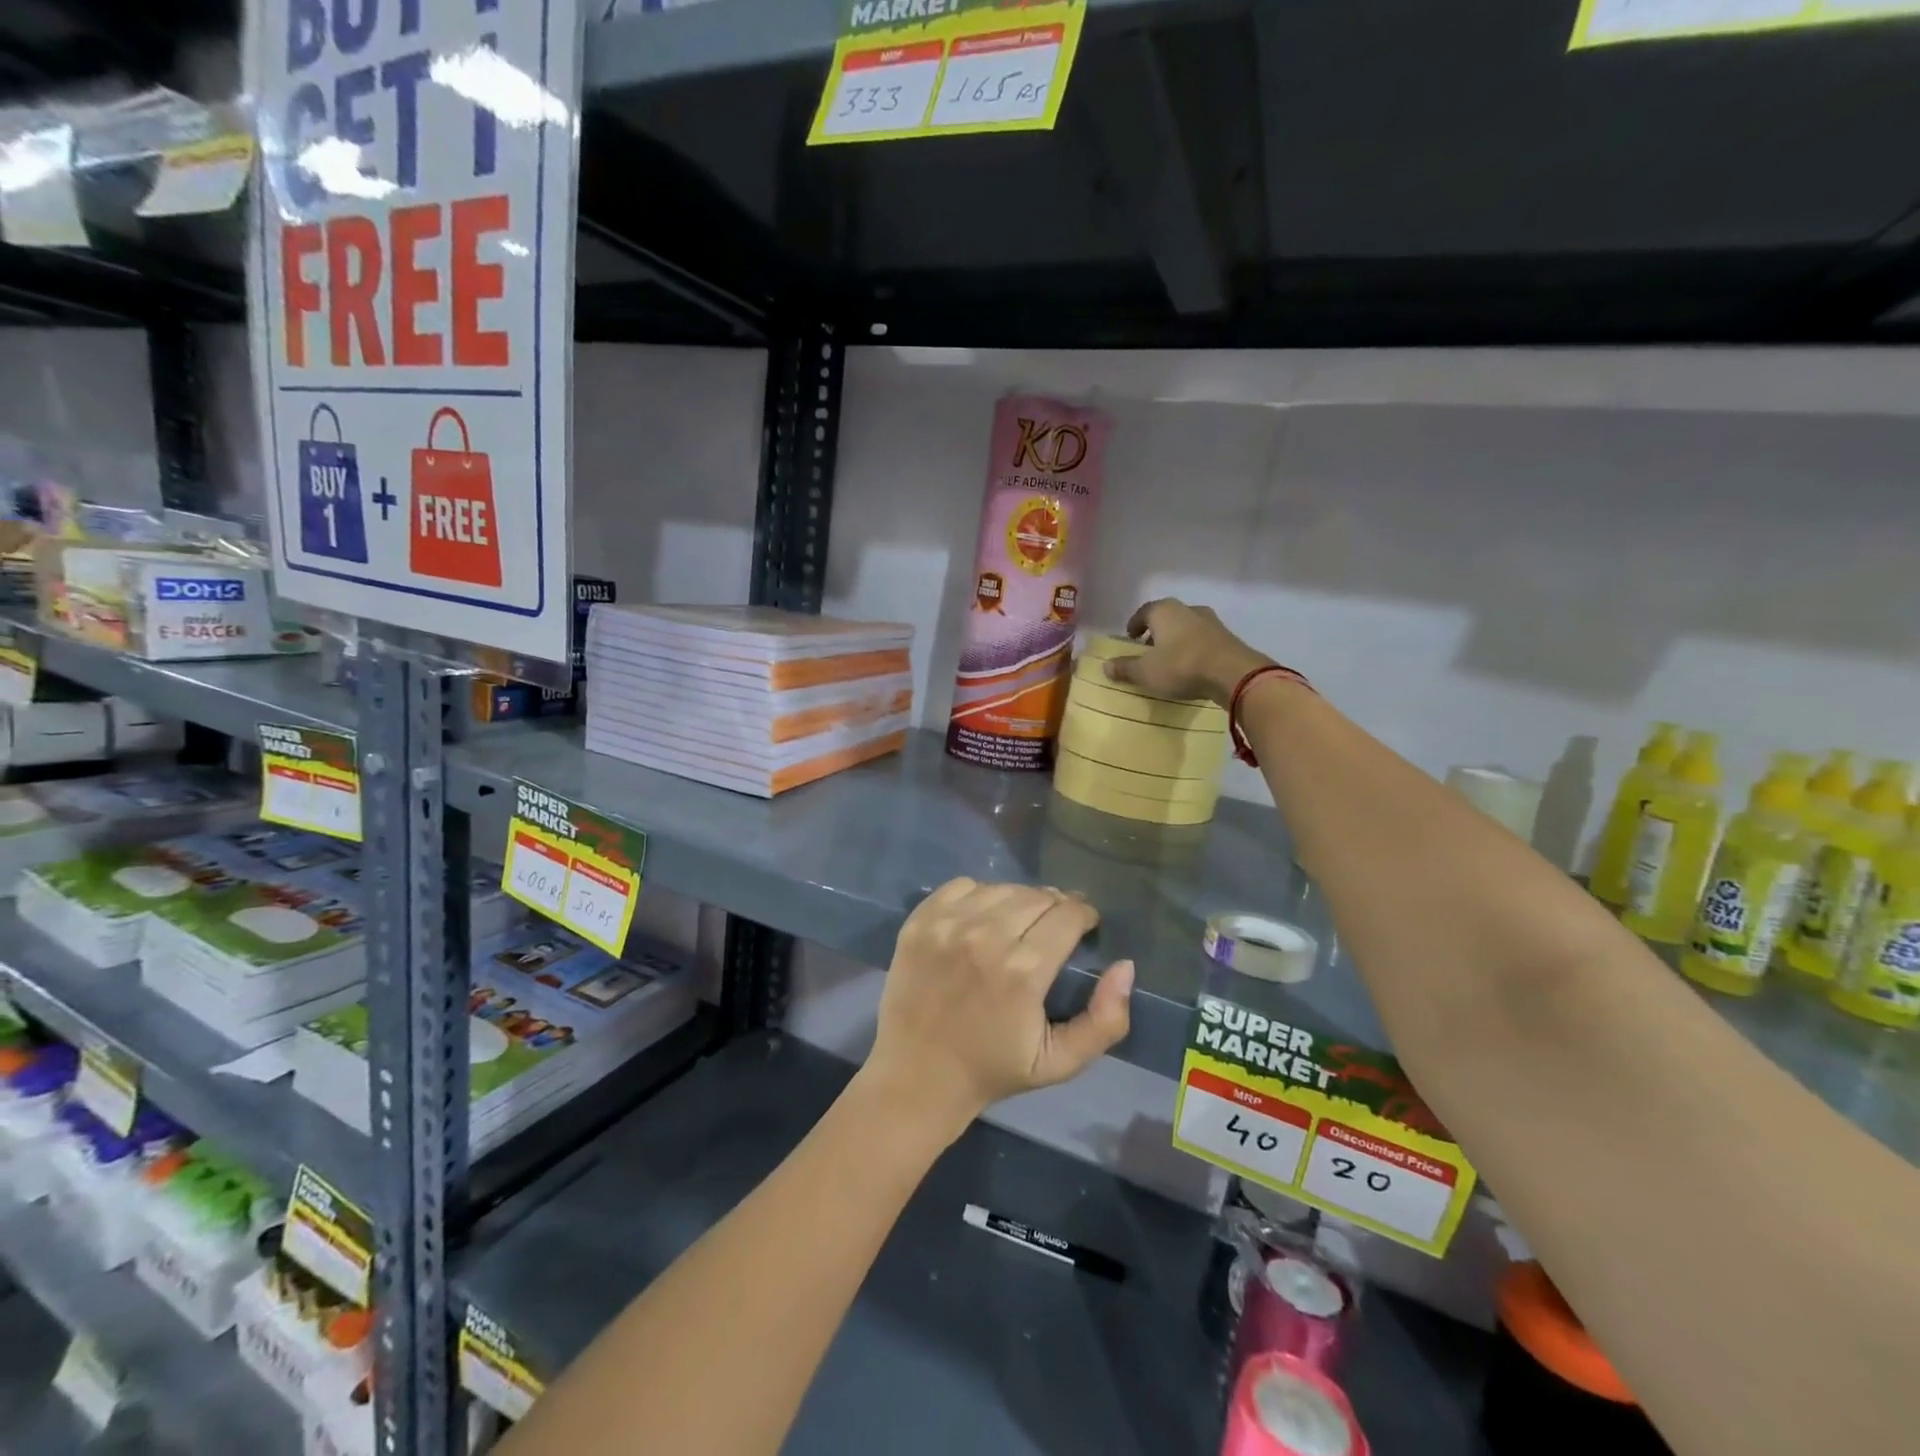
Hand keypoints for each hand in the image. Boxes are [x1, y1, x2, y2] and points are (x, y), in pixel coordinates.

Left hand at [863, 879, 1133, 1140]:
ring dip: (1019, 900)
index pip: (1068, 914)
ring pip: (1002, 887)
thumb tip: (1126, 966)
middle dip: (1056, 907)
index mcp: (1023, 971)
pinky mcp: (920, 920)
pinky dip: (980, 895)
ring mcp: (947, 925)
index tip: (1085, 925)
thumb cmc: (992, 1069)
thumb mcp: (1060, 1062)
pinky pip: (962, 886)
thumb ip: (1105, 1020)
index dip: (1084, 915)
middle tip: (1055, 927)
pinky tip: (982, 918)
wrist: (917, 1076)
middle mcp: (984, 937)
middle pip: (1037, 896)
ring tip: (1020, 922)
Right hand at [1103, 598, 1271, 705]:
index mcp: (1164, 611)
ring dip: (1176, 639)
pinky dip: (1193, 648)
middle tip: (1148, 649)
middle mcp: (1187, 609)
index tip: (1130, 638)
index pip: (1143, 612)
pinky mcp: (1226, 636)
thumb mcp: (1146, 672)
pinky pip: (1202, 639)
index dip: (1134, 625)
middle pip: (1166, 617)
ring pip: (1186, 627)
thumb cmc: (1181, 666)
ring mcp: (1210, 621)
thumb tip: (1106, 666)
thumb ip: (1125, 668)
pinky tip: (1191, 664)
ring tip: (1169, 658)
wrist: (1232, 673)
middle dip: (1155, 632)